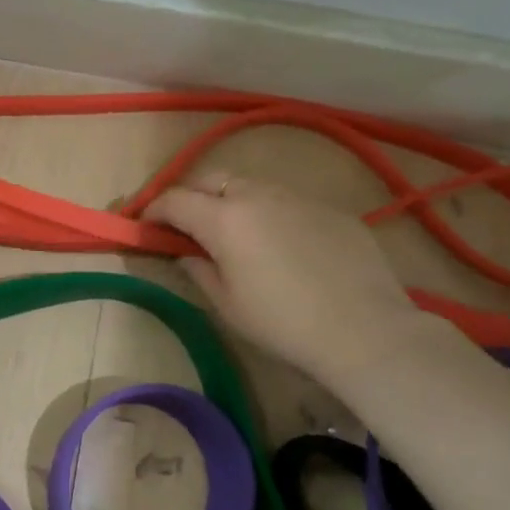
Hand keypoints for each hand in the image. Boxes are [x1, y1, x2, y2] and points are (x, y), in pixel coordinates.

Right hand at [143, 173, 433, 380]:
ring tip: (235, 234)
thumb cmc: (282, 323)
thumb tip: (186, 252)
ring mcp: (298, 197)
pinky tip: (284, 247)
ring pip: (251, 186)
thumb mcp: (226, 304)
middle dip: (190, 195)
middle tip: (186, 224)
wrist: (364, 330)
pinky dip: (271, 214)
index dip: (153, 210)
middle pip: (211, 179)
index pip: (174, 200)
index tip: (145, 226)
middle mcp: (258, 195)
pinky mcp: (331, 208)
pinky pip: (288, 202)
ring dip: (231, 201)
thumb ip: (198, 269)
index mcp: (224, 218)